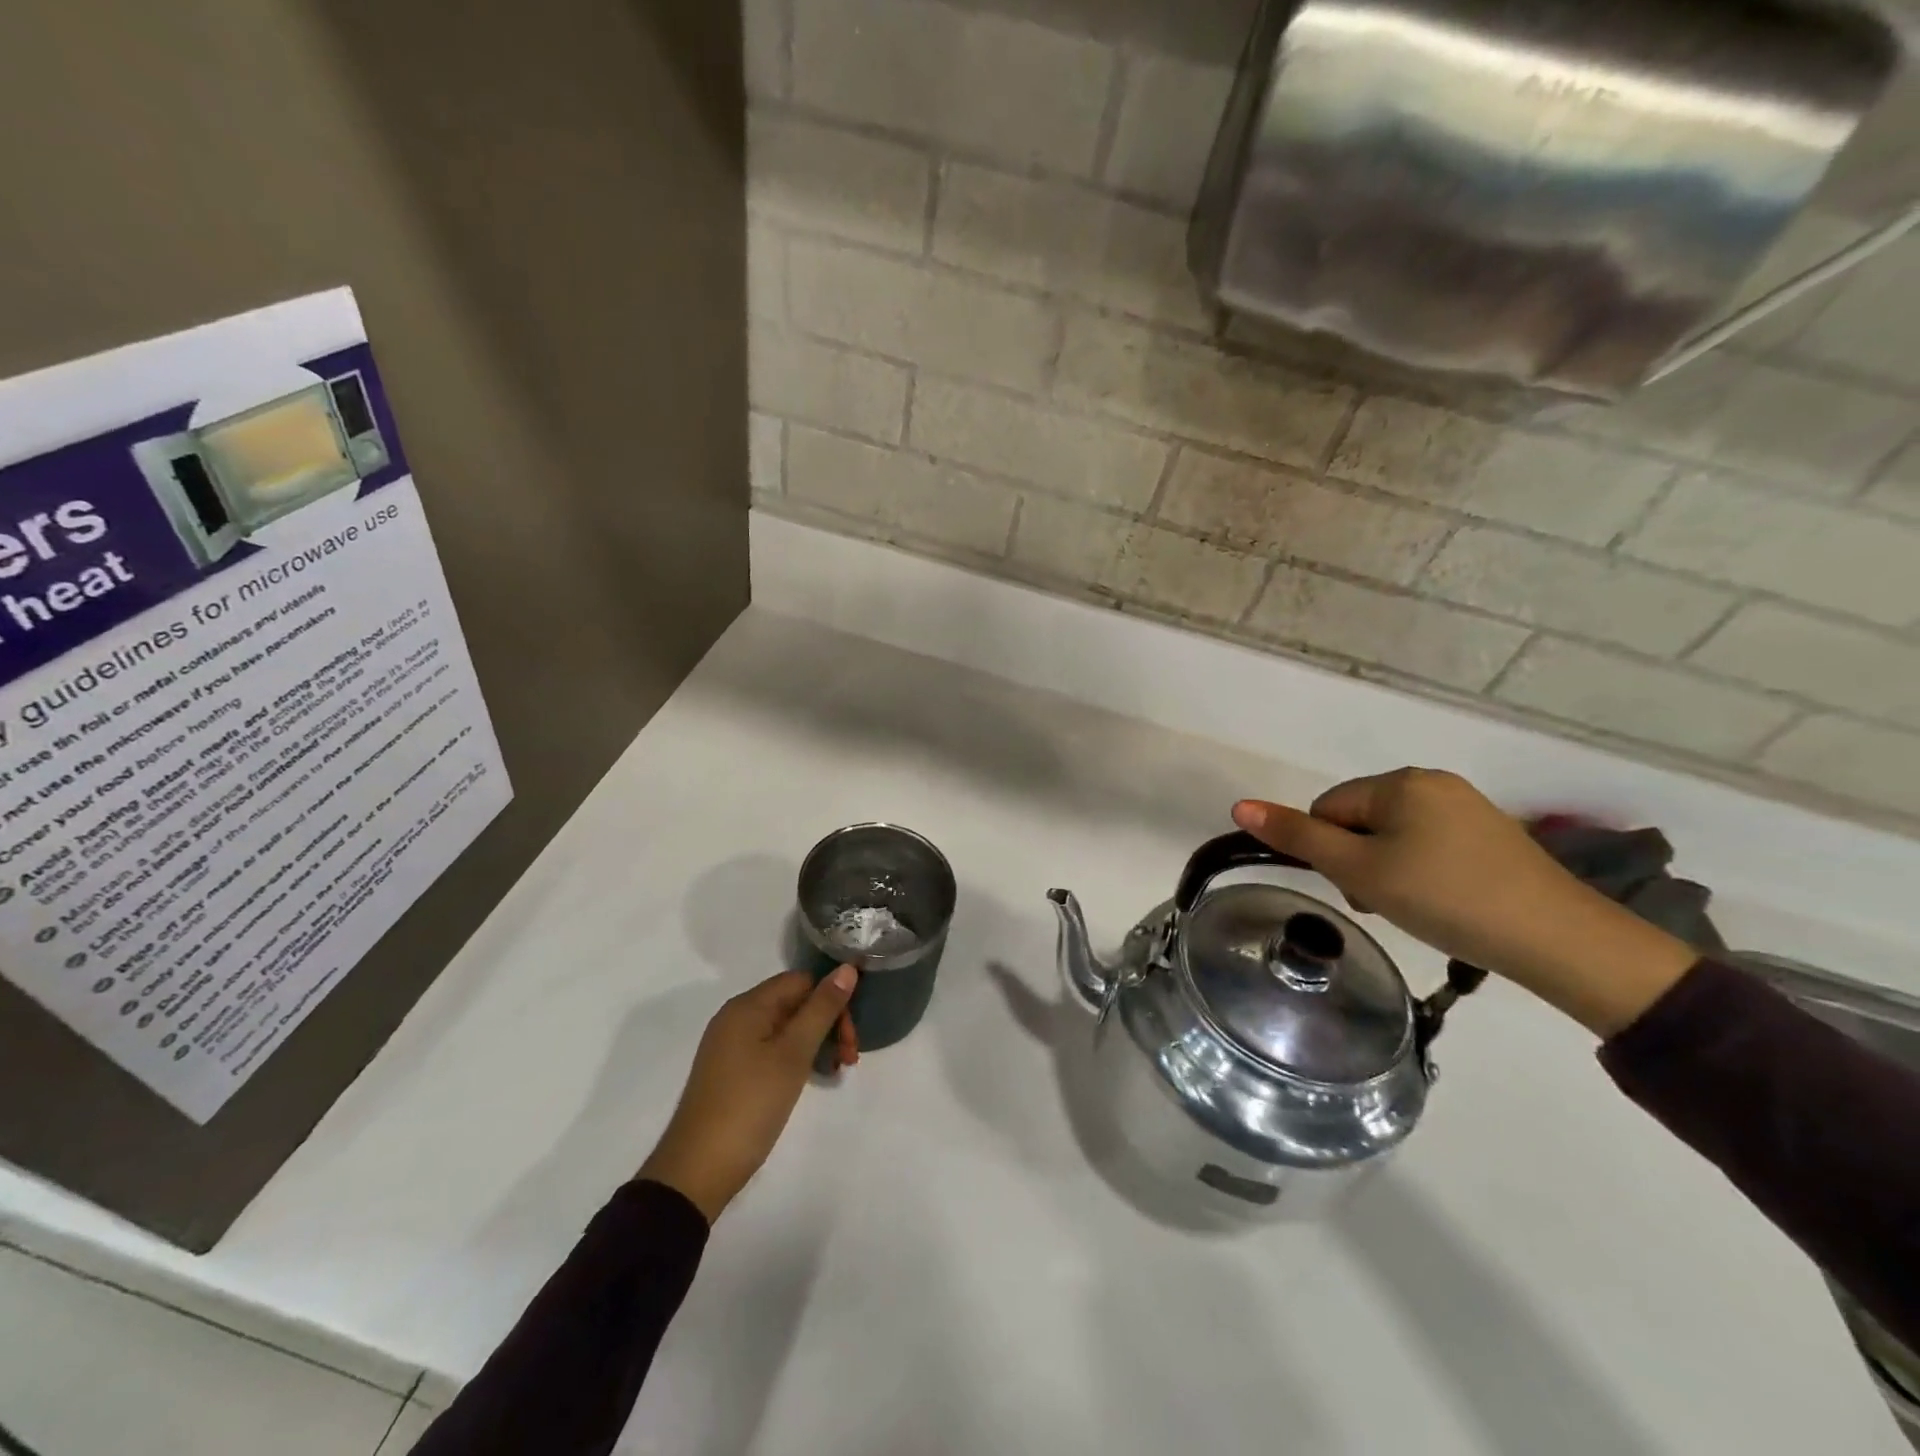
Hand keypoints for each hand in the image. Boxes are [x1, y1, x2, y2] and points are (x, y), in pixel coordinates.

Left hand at [639, 966, 857, 1220]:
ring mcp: (732, 1046)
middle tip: (849, 1059)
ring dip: (815, 1043)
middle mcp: (737, 1017)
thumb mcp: (793, 1054)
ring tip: (835, 1072)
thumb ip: (822, 1008)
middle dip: (828, 1024)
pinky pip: (772, 1049)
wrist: (697, 1171)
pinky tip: (810, 1080)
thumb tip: (847, 967)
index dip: (832, 1000)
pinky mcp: (731, 1072)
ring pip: (786, 1028)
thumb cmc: (750, 1104)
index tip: (851, 1036)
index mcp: (748, 1005)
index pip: (802, 981)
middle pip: (795, 1003)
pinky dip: (795, 1059)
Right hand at [1231, 769, 1696, 1035]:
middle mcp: (1432, 781)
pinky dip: (1422, 870)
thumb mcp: (1360, 870)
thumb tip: (1239, 806)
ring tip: (1415, 906)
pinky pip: (1430, 842)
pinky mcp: (1492, 833)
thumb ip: (1298, 836)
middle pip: (1360, 819)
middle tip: (1385, 902)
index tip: (1359, 890)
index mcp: (1399, 781)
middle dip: (1359, 860)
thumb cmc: (1444, 898)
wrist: (1558, 939)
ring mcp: (1467, 805)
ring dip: (1388, 867)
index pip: (1328, 809)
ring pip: (1394, 833)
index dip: (1331, 852)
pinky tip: (1443, 900)